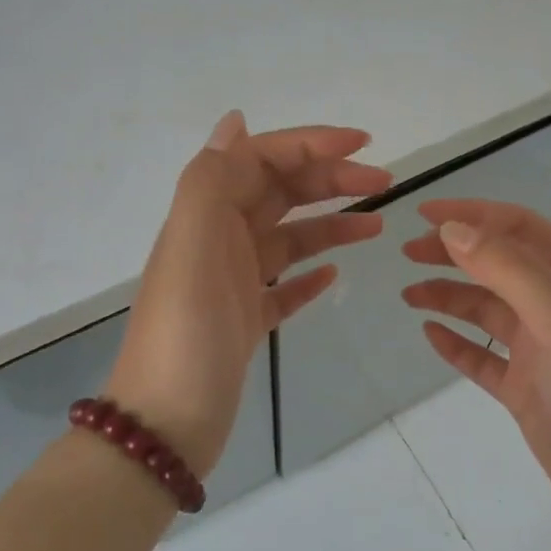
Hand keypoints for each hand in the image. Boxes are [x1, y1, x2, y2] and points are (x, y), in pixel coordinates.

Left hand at [106, 112, 390, 477]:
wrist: (165, 427)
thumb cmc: (184, 338)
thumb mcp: (190, 250)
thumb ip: (209, 183)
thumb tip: (235, 123)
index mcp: (205, 218)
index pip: (261, 161)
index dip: (309, 145)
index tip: (363, 145)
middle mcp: (217, 242)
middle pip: (279, 194)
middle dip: (329, 180)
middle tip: (385, 185)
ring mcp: (232, 285)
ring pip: (288, 239)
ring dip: (330, 225)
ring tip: (377, 228)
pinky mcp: (245, 324)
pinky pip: (283, 288)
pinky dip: (309, 276)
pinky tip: (336, 274)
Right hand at [401, 201, 550, 536]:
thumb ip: (507, 270)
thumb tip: (453, 229)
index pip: (520, 230)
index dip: (473, 216)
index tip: (422, 214)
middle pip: (499, 266)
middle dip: (454, 254)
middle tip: (407, 253)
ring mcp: (543, 349)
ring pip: (487, 311)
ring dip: (449, 298)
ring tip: (409, 295)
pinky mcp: (526, 388)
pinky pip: (484, 357)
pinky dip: (458, 343)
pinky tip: (430, 334)